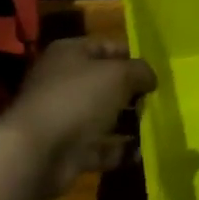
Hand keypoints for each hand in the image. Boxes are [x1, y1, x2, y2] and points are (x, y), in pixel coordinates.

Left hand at [0, 37, 156, 199]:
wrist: (38, 153)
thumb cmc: (78, 99)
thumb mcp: (118, 74)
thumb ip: (140, 71)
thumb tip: (150, 78)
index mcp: (70, 54)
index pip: (107, 46)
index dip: (133, 56)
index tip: (158, 71)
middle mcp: (64, 82)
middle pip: (106, 83)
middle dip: (133, 92)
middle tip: (160, 100)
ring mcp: (65, 117)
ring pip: (104, 116)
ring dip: (129, 122)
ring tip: (157, 126)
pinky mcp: (68, 149)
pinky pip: (101, 147)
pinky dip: (120, 150)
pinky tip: (142, 152)